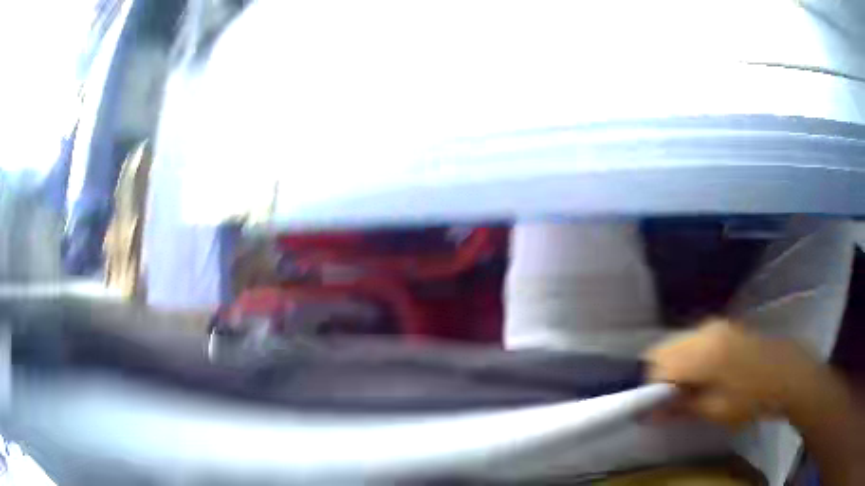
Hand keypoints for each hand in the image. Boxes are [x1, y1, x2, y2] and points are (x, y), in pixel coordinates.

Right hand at [645, 319, 825, 428]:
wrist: (788, 374)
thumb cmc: (753, 397)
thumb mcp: (716, 410)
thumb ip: (681, 408)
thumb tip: (649, 414)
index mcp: (702, 352)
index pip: (658, 365)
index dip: (652, 389)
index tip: (657, 409)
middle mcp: (704, 330)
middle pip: (665, 349)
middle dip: (661, 375)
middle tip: (672, 400)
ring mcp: (715, 325)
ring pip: (678, 344)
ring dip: (676, 367)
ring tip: (689, 390)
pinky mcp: (724, 327)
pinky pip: (694, 340)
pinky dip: (689, 358)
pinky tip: (704, 376)